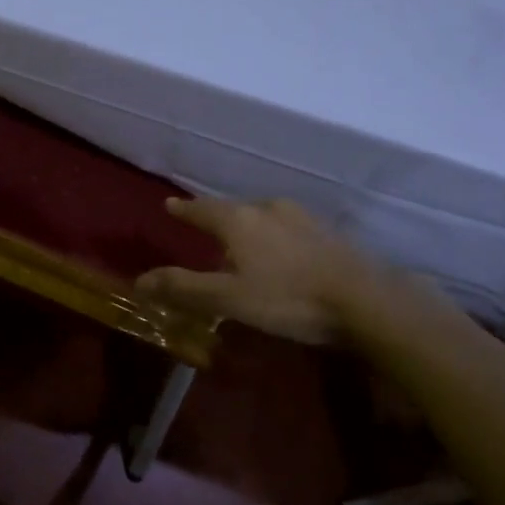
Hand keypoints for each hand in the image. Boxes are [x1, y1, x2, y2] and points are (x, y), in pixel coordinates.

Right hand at [137, 197, 432, 347]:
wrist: (365, 300)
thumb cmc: (288, 298)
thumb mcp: (229, 299)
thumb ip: (184, 288)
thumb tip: (139, 280)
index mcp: (239, 220)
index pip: (202, 209)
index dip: (184, 209)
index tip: (170, 204)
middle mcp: (268, 209)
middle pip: (232, 210)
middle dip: (216, 218)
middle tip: (204, 228)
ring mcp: (301, 218)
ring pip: (262, 217)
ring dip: (247, 227)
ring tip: (241, 243)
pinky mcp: (327, 233)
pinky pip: (286, 228)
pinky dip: (273, 236)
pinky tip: (280, 254)